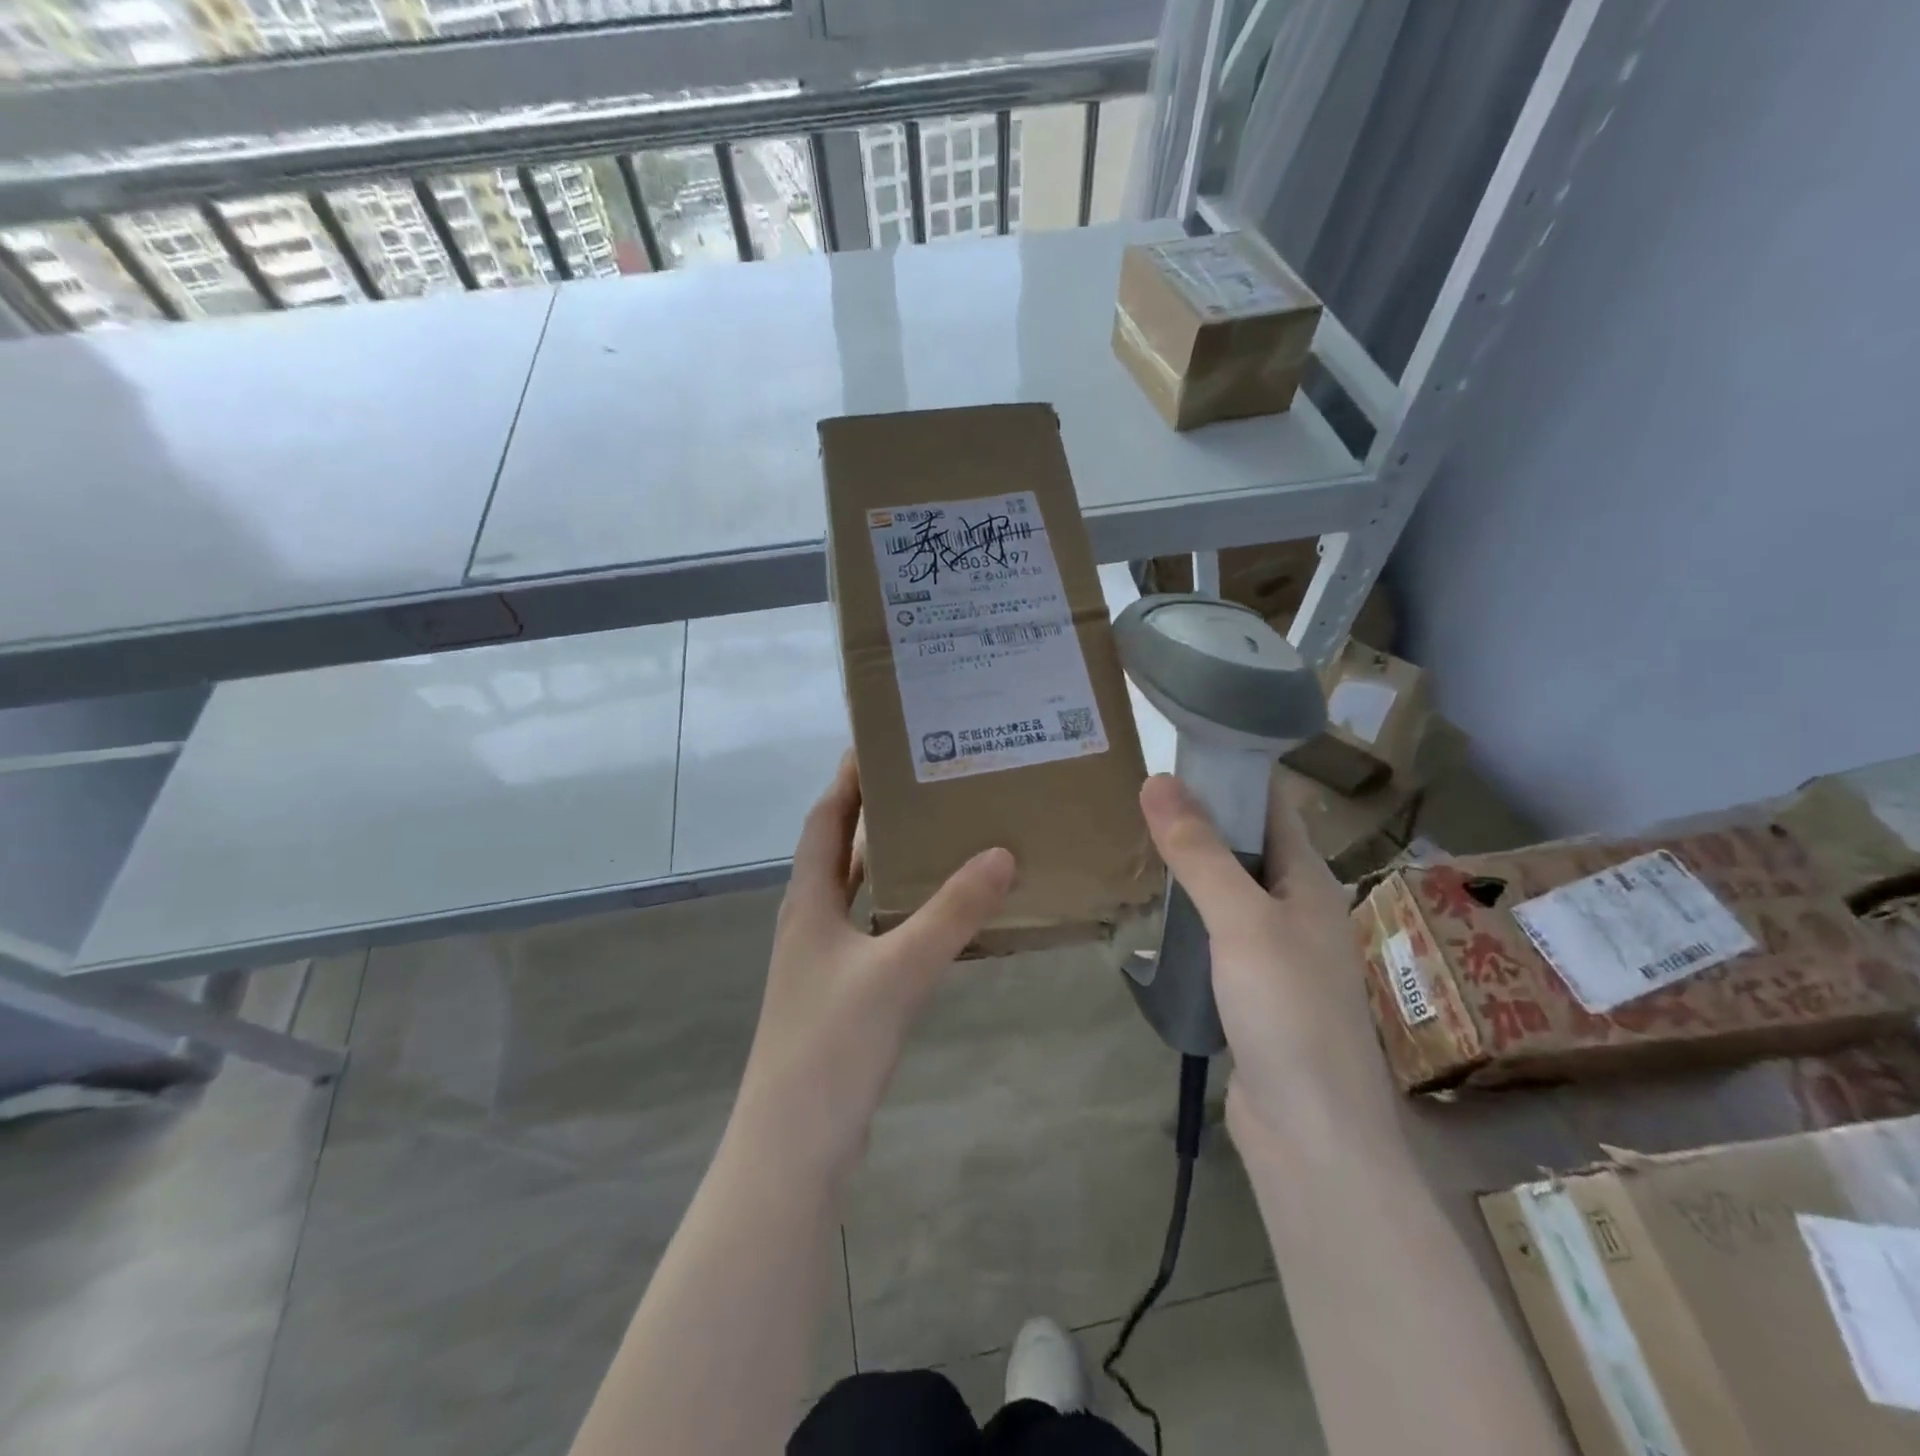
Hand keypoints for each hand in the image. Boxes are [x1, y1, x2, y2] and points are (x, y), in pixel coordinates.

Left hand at [733, 754, 1015, 1180]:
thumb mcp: (899, 969)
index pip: (824, 820)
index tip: (879, 742)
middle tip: (925, 782)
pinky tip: (936, 913)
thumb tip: (1002, 854)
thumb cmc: (833, 1044)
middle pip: (839, 851)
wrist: (794, 1145)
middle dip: (873, 813)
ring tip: (939, 834)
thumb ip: (952, 913)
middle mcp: (810, 922)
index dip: (847, 781)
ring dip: (887, 862)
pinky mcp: (840, 994)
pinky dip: (898, 909)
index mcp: (808, 902)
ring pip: (856, 893)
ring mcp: (822, 961)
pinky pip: (872, 930)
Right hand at [1137, 773, 1397, 1155]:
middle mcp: (1298, 911)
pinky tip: (1152, 914)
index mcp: (1311, 883)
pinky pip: (1217, 937)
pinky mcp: (1251, 993)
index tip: (1178, 749)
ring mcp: (1275, 955)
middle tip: (1138, 795)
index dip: (1233, 774)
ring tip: (1135, 842)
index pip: (1273, 807)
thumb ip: (1200, 853)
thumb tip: (1158, 780)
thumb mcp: (1241, 921)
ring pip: (1229, 894)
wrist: (1311, 1136)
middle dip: (1201, 819)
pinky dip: (1188, 917)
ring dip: (1192, 869)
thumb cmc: (1288, 1012)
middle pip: (1248, 848)